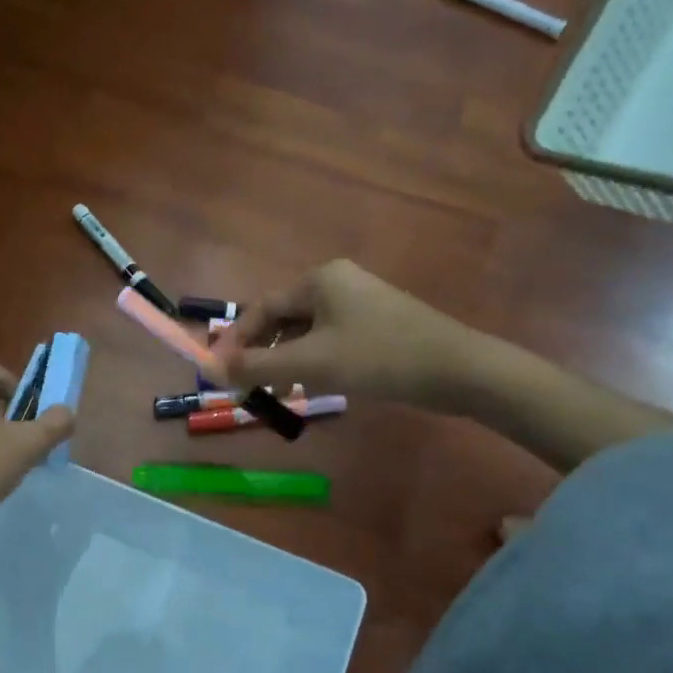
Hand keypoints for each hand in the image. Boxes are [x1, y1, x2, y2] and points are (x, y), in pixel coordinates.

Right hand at [209, 259, 486, 410]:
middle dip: (263, 354)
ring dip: (287, 362)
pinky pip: (329, 340)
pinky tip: (315, 386)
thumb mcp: (312, 364)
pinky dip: (314, 362)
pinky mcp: (376, 324)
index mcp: (319, 280)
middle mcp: (336, 282)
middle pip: (283, 319)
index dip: (237, 340)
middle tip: (249, 386)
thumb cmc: (379, 357)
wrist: (458, 370)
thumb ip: (258, 366)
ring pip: (306, 332)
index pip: (262, 308)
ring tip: (282, 393)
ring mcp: (359, 302)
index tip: (220, 371)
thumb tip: (214, 370)